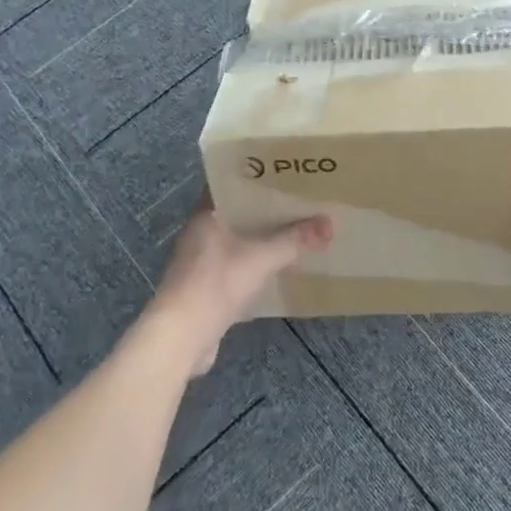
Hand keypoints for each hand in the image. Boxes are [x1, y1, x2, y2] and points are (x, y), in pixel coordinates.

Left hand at [144, 195, 332, 374]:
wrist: (181, 337)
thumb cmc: (217, 284)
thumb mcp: (263, 258)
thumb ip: (295, 240)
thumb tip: (329, 223)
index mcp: (205, 215)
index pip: (228, 184)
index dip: (254, 177)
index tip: (281, 173)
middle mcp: (199, 234)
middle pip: (236, 214)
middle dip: (264, 210)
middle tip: (297, 202)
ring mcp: (199, 263)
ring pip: (236, 242)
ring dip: (260, 239)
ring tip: (293, 232)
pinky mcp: (204, 288)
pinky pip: (235, 267)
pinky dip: (254, 266)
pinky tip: (277, 269)